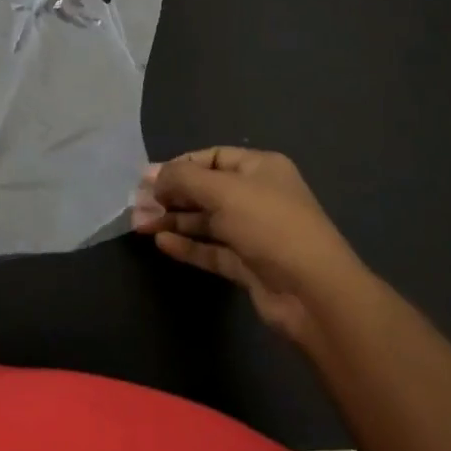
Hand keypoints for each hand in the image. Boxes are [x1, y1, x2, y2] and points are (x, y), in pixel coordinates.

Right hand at [132, 147, 368, 339]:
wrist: (314, 293)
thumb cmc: (269, 225)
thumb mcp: (223, 190)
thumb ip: (183, 178)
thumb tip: (153, 178)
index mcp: (260, 168)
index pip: (212, 157)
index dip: (179, 165)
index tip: (148, 179)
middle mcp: (257, 196)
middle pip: (205, 190)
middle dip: (170, 195)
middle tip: (136, 204)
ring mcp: (254, 233)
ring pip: (205, 222)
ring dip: (173, 221)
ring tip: (140, 224)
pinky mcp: (248, 265)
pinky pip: (211, 250)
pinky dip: (187, 246)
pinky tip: (161, 244)